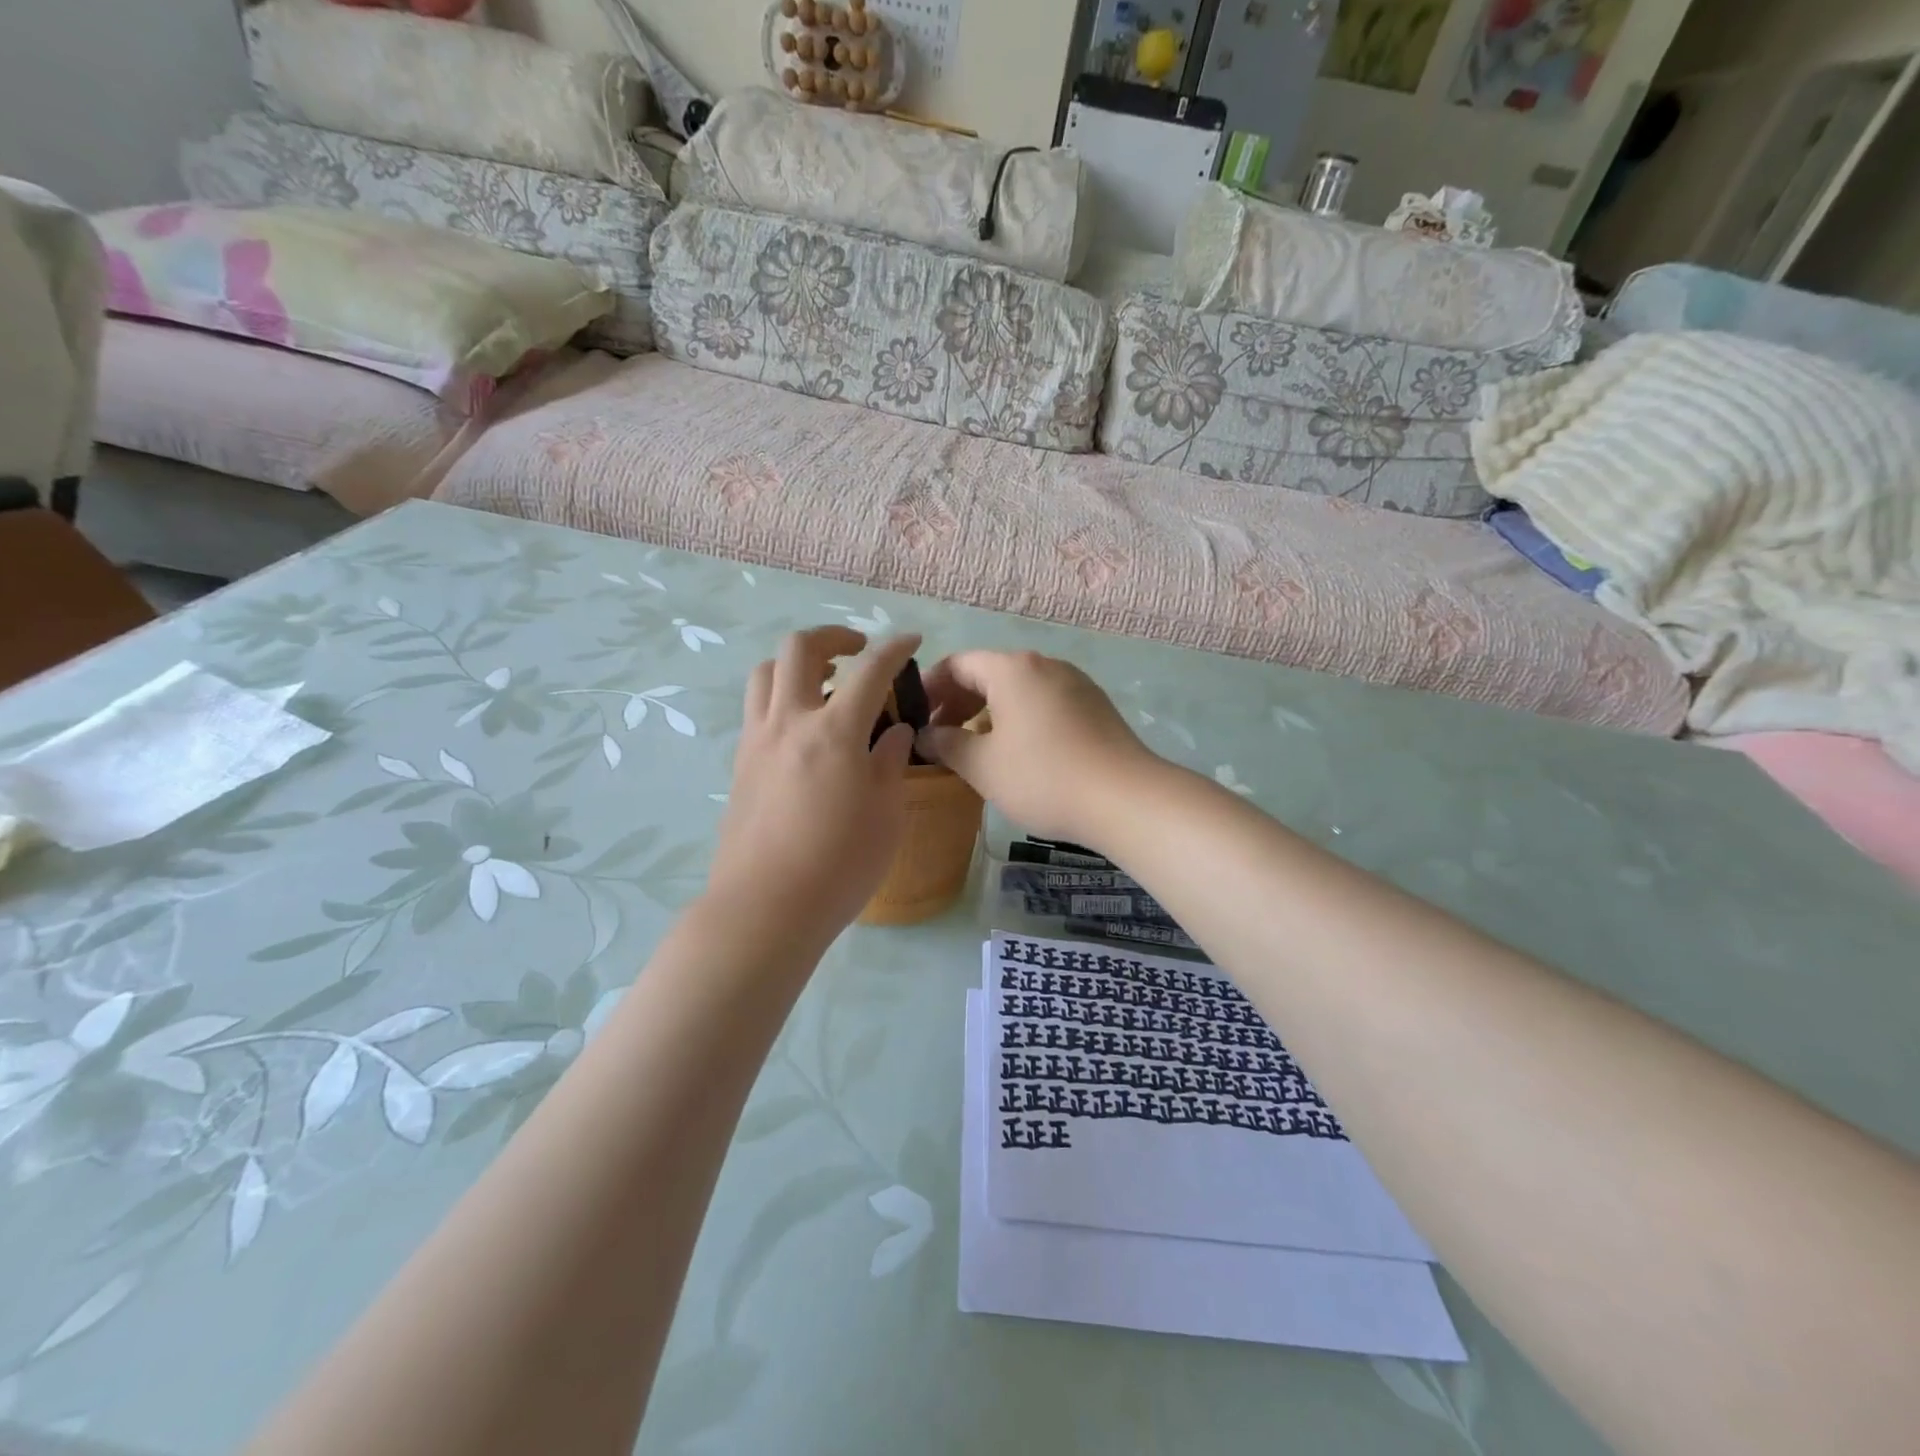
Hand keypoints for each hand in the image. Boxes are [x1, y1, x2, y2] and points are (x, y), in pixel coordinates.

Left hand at [707, 628, 921, 948]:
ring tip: (823, 683)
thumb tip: (894, 732)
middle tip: (858, 652)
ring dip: (797, 663)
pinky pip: (756, 708)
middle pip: (799, 649)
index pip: (870, 670)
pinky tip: (803, 730)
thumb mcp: (886, 814)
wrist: (766, 907)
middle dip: (833, 636)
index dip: (894, 648)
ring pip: (766, 672)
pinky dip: (781, 697)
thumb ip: (891, 762)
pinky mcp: (740, 764)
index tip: (911, 640)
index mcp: (835, 731)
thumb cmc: (840, 864)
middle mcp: (789, 722)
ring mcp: (757, 741)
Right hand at [918, 650, 1155, 845]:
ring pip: (1018, 690)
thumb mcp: (983, 765)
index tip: (915, 718)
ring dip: (989, 713)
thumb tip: (924, 735)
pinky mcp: (1094, 706)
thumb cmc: (1043, 777)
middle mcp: (1045, 665)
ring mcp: (1075, 683)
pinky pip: (1044, 703)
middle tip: (940, 737)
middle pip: (989, 673)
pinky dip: (1019, 719)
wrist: (1125, 798)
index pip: (957, 664)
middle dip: (958, 702)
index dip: (930, 688)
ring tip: (975, 748)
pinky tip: (1017, 753)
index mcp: (1012, 669)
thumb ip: (947, 744)